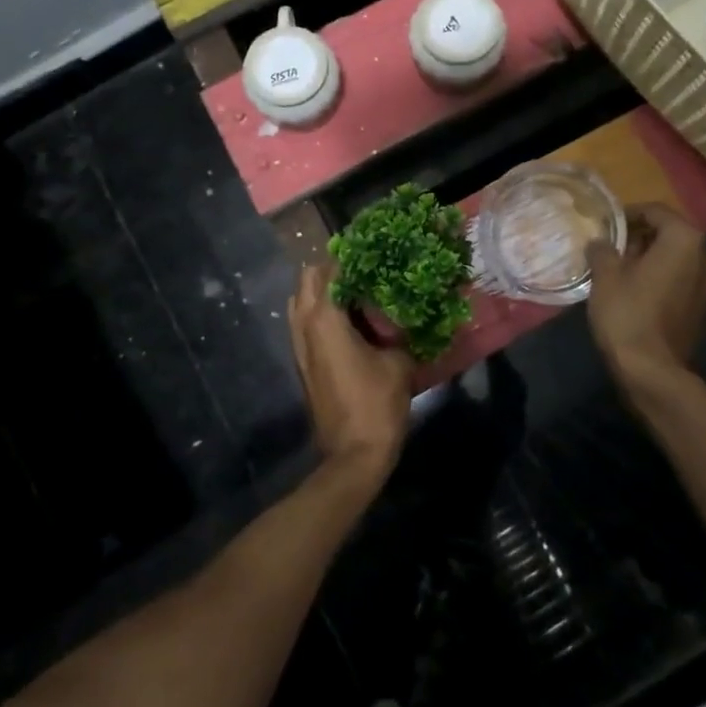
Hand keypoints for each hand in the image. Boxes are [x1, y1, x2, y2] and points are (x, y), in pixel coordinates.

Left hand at [288, 265, 414, 483]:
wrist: (353, 455)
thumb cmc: (376, 405)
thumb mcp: (399, 362)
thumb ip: (399, 330)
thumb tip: (405, 313)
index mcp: (325, 318)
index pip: (330, 269)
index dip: (352, 256)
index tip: (375, 251)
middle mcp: (304, 325)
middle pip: (307, 279)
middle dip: (333, 269)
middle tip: (366, 270)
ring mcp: (299, 345)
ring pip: (301, 301)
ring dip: (324, 291)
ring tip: (359, 292)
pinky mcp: (303, 362)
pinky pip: (305, 323)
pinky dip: (322, 312)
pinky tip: (352, 320)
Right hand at [586, 204, 705, 386]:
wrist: (652, 370)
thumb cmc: (628, 313)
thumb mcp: (605, 275)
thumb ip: (603, 250)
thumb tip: (600, 243)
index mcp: (685, 239)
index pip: (655, 211)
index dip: (628, 214)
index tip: (606, 226)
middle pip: (670, 234)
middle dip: (641, 237)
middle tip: (612, 248)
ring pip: (677, 258)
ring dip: (652, 258)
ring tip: (621, 270)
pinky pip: (682, 279)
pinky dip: (662, 277)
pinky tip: (637, 290)